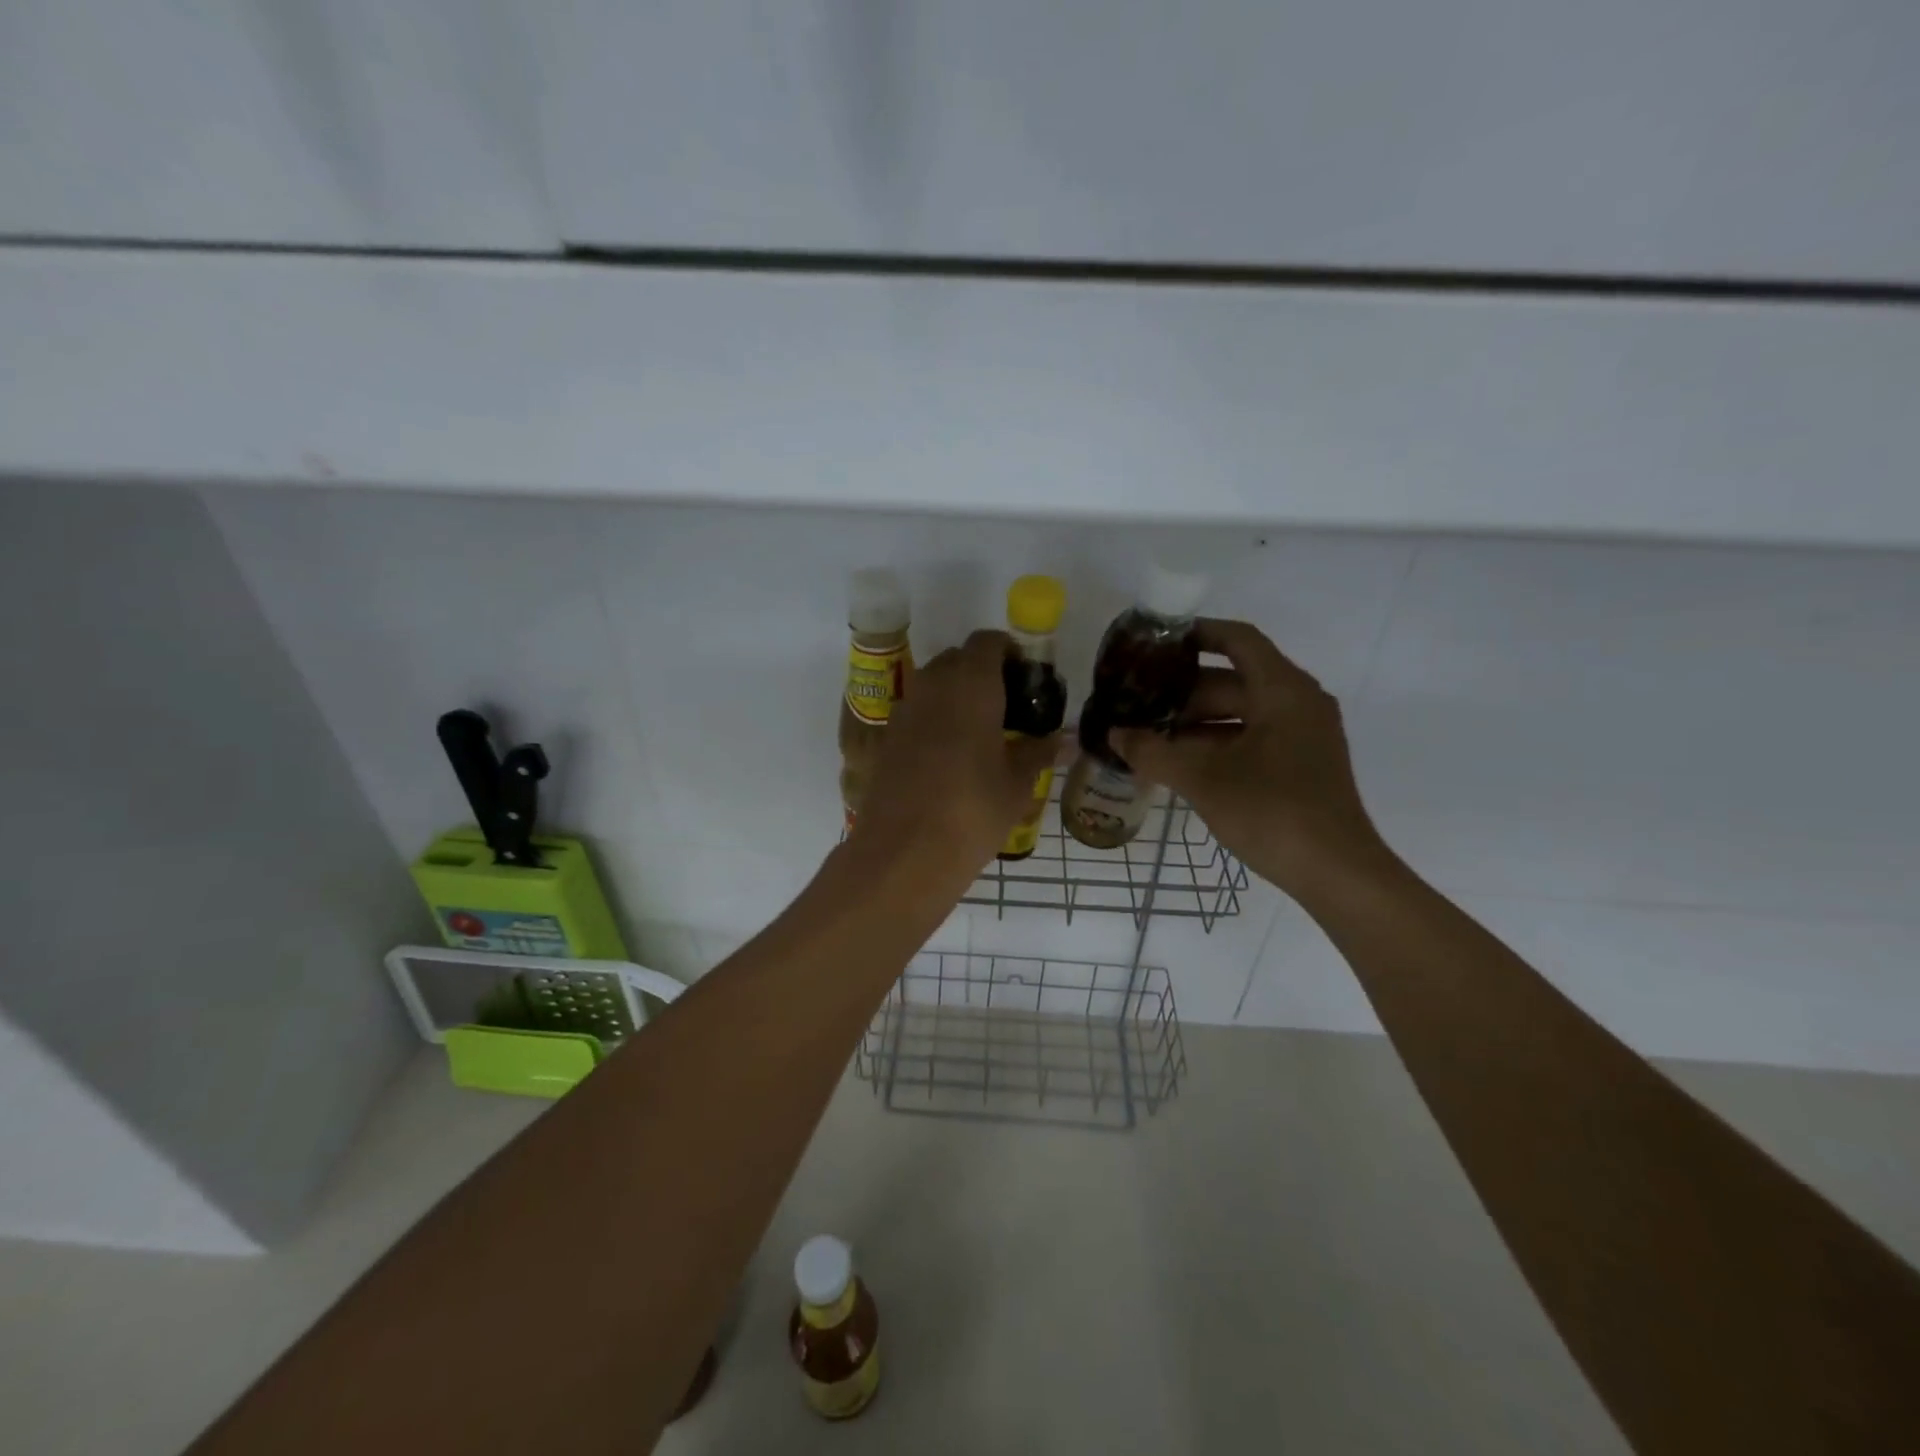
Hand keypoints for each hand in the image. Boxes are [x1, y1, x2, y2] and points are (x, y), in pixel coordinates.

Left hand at [850, 630, 1057, 882]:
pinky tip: (949, 755)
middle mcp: (933, 684)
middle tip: (1008, 705)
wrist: (904, 852)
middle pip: (958, 658)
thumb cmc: (973, 810)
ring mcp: (904, 709)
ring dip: (956, 694)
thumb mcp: (1017, 783)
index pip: (988, 642)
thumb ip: (1039, 752)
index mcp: (971, 683)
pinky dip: (934, 719)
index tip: (1026, 677)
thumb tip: (1064, 740)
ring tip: (981, 731)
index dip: (1009, 652)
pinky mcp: (885, 737)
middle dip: (982, 672)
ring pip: (933, 683)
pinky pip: (915, 712)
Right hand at [1112, 619, 1389, 900]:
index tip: (1155, 643)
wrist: (1336, 872)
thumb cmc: (1271, 811)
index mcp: (1283, 690)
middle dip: (1183, 690)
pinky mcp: (1300, 763)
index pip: (1237, 640)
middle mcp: (1298, 702)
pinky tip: (1179, 761)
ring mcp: (1302, 735)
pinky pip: (1251, 737)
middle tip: (1138, 700)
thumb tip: (1114, 734)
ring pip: (1240, 712)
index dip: (1196, 634)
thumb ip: (1154, 752)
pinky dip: (1216, 743)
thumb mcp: (1203, 780)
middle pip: (1234, 679)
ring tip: (1149, 733)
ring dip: (1196, 721)